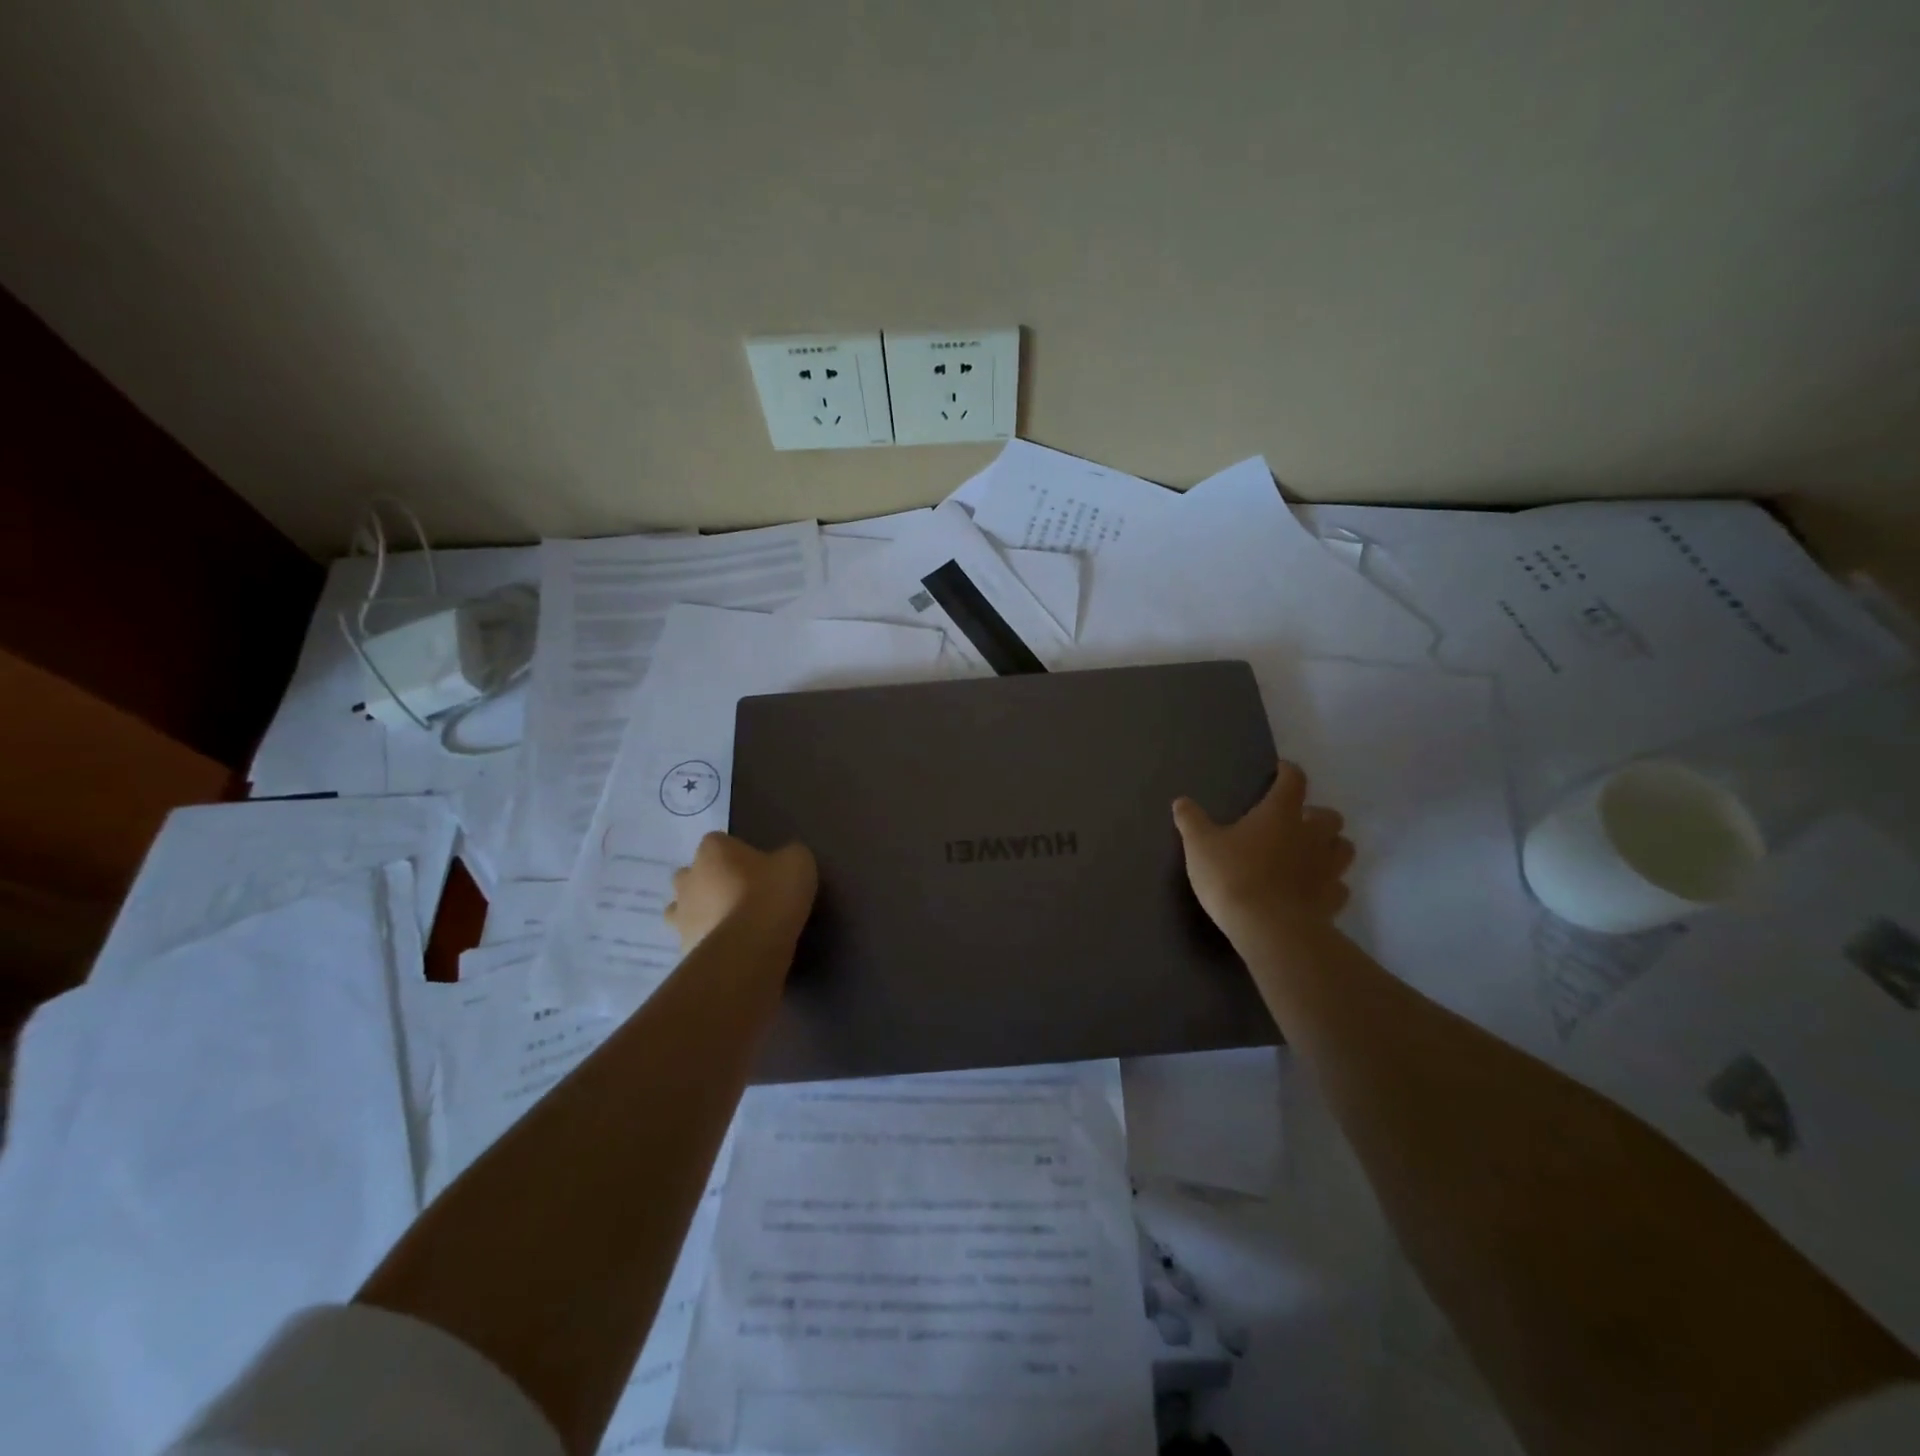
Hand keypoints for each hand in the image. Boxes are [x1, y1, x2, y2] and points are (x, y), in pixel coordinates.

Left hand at [665, 833, 817, 950]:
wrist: (750, 948)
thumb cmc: (771, 894)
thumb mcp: (797, 862)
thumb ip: (788, 855)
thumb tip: (784, 860)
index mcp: (713, 851)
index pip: (718, 842)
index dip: (737, 853)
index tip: (758, 866)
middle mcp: (688, 878)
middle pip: (692, 874)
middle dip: (710, 882)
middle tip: (742, 894)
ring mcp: (681, 915)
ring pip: (684, 909)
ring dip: (702, 913)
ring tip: (732, 924)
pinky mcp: (683, 947)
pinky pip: (694, 939)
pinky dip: (707, 941)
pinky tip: (732, 949)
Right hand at [1172, 762, 1353, 935]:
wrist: (1268, 928)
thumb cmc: (1232, 876)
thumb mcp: (1200, 846)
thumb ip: (1191, 821)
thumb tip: (1181, 801)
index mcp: (1280, 814)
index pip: (1294, 781)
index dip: (1288, 773)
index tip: (1281, 772)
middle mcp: (1311, 835)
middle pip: (1330, 816)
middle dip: (1316, 816)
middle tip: (1294, 823)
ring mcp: (1327, 869)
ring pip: (1343, 848)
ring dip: (1330, 846)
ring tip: (1308, 854)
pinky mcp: (1333, 900)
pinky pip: (1339, 885)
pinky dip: (1329, 884)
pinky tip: (1311, 890)